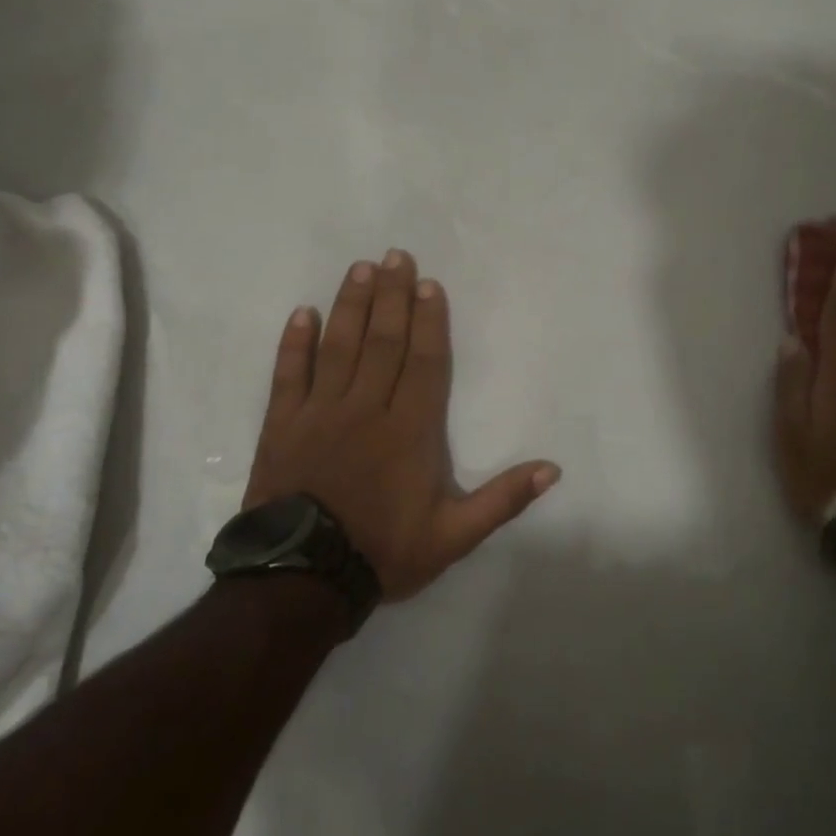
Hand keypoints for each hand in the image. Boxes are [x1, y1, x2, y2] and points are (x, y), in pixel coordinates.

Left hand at [243, 250, 560, 600]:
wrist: (302, 579)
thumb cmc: (384, 552)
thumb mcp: (454, 536)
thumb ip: (503, 499)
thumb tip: (553, 469)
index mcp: (410, 430)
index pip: (424, 362)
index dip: (429, 321)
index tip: (428, 284)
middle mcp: (367, 409)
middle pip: (383, 341)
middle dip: (391, 296)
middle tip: (395, 255)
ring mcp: (321, 413)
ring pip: (338, 347)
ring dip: (350, 305)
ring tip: (360, 269)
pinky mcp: (283, 425)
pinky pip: (288, 374)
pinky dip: (294, 343)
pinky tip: (302, 313)